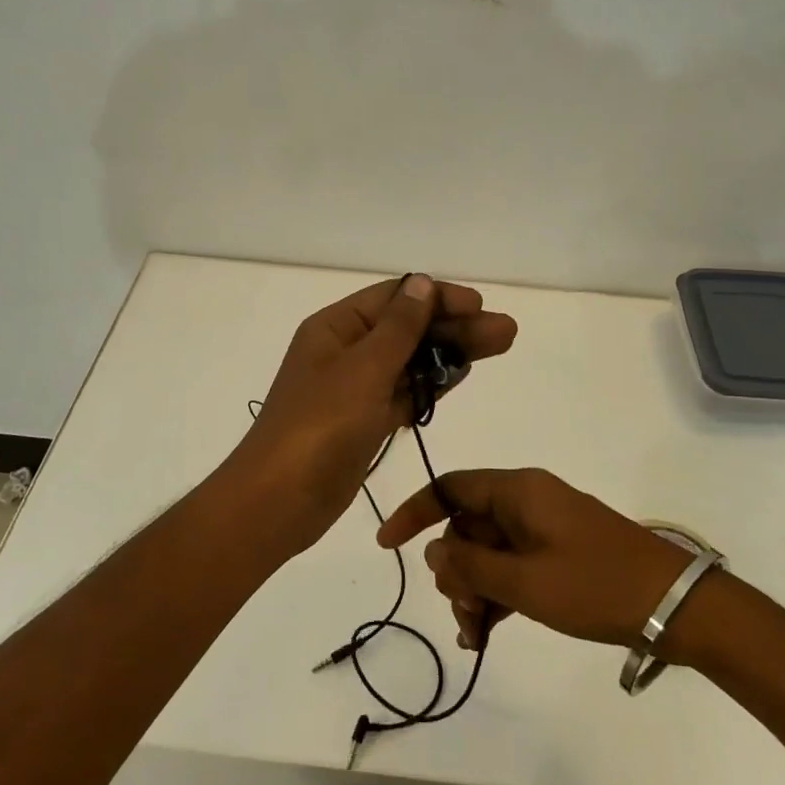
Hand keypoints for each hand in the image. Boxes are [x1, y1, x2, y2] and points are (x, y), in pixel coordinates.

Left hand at [229, 275, 517, 555]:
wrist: (279, 501)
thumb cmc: (319, 427)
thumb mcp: (362, 369)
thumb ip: (399, 327)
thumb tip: (421, 283)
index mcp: (335, 328)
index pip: (394, 297)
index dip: (438, 297)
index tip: (479, 305)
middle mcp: (344, 351)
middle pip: (408, 329)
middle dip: (455, 327)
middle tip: (506, 332)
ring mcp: (354, 388)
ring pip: (410, 361)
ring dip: (450, 353)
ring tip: (499, 346)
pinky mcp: (364, 421)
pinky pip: (403, 392)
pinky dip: (431, 384)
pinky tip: (462, 374)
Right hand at [378, 468, 693, 648]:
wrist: (675, 606)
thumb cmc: (595, 585)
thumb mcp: (525, 583)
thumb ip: (472, 567)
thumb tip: (435, 553)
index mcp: (518, 491)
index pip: (450, 488)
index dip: (415, 513)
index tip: (387, 545)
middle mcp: (527, 501)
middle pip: (468, 526)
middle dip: (454, 570)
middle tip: (463, 614)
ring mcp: (545, 528)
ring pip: (488, 552)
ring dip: (475, 591)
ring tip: (476, 636)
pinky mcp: (559, 554)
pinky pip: (513, 567)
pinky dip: (498, 595)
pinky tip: (487, 634)